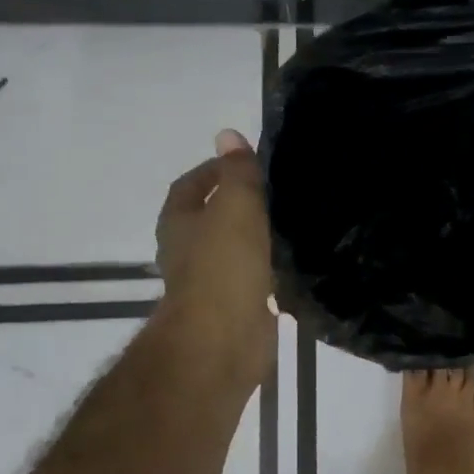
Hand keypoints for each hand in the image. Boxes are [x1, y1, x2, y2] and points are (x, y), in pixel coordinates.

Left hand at [153, 129, 276, 388]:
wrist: (223, 339)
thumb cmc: (224, 264)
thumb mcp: (235, 205)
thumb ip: (237, 171)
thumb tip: (227, 134)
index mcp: (178, 223)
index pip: (191, 185)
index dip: (215, 170)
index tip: (248, 163)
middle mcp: (187, 251)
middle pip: (211, 218)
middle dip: (239, 203)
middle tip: (277, 190)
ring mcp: (209, 282)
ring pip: (234, 248)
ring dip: (256, 236)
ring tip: (291, 220)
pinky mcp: (234, 307)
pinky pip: (252, 277)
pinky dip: (269, 267)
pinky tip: (295, 260)